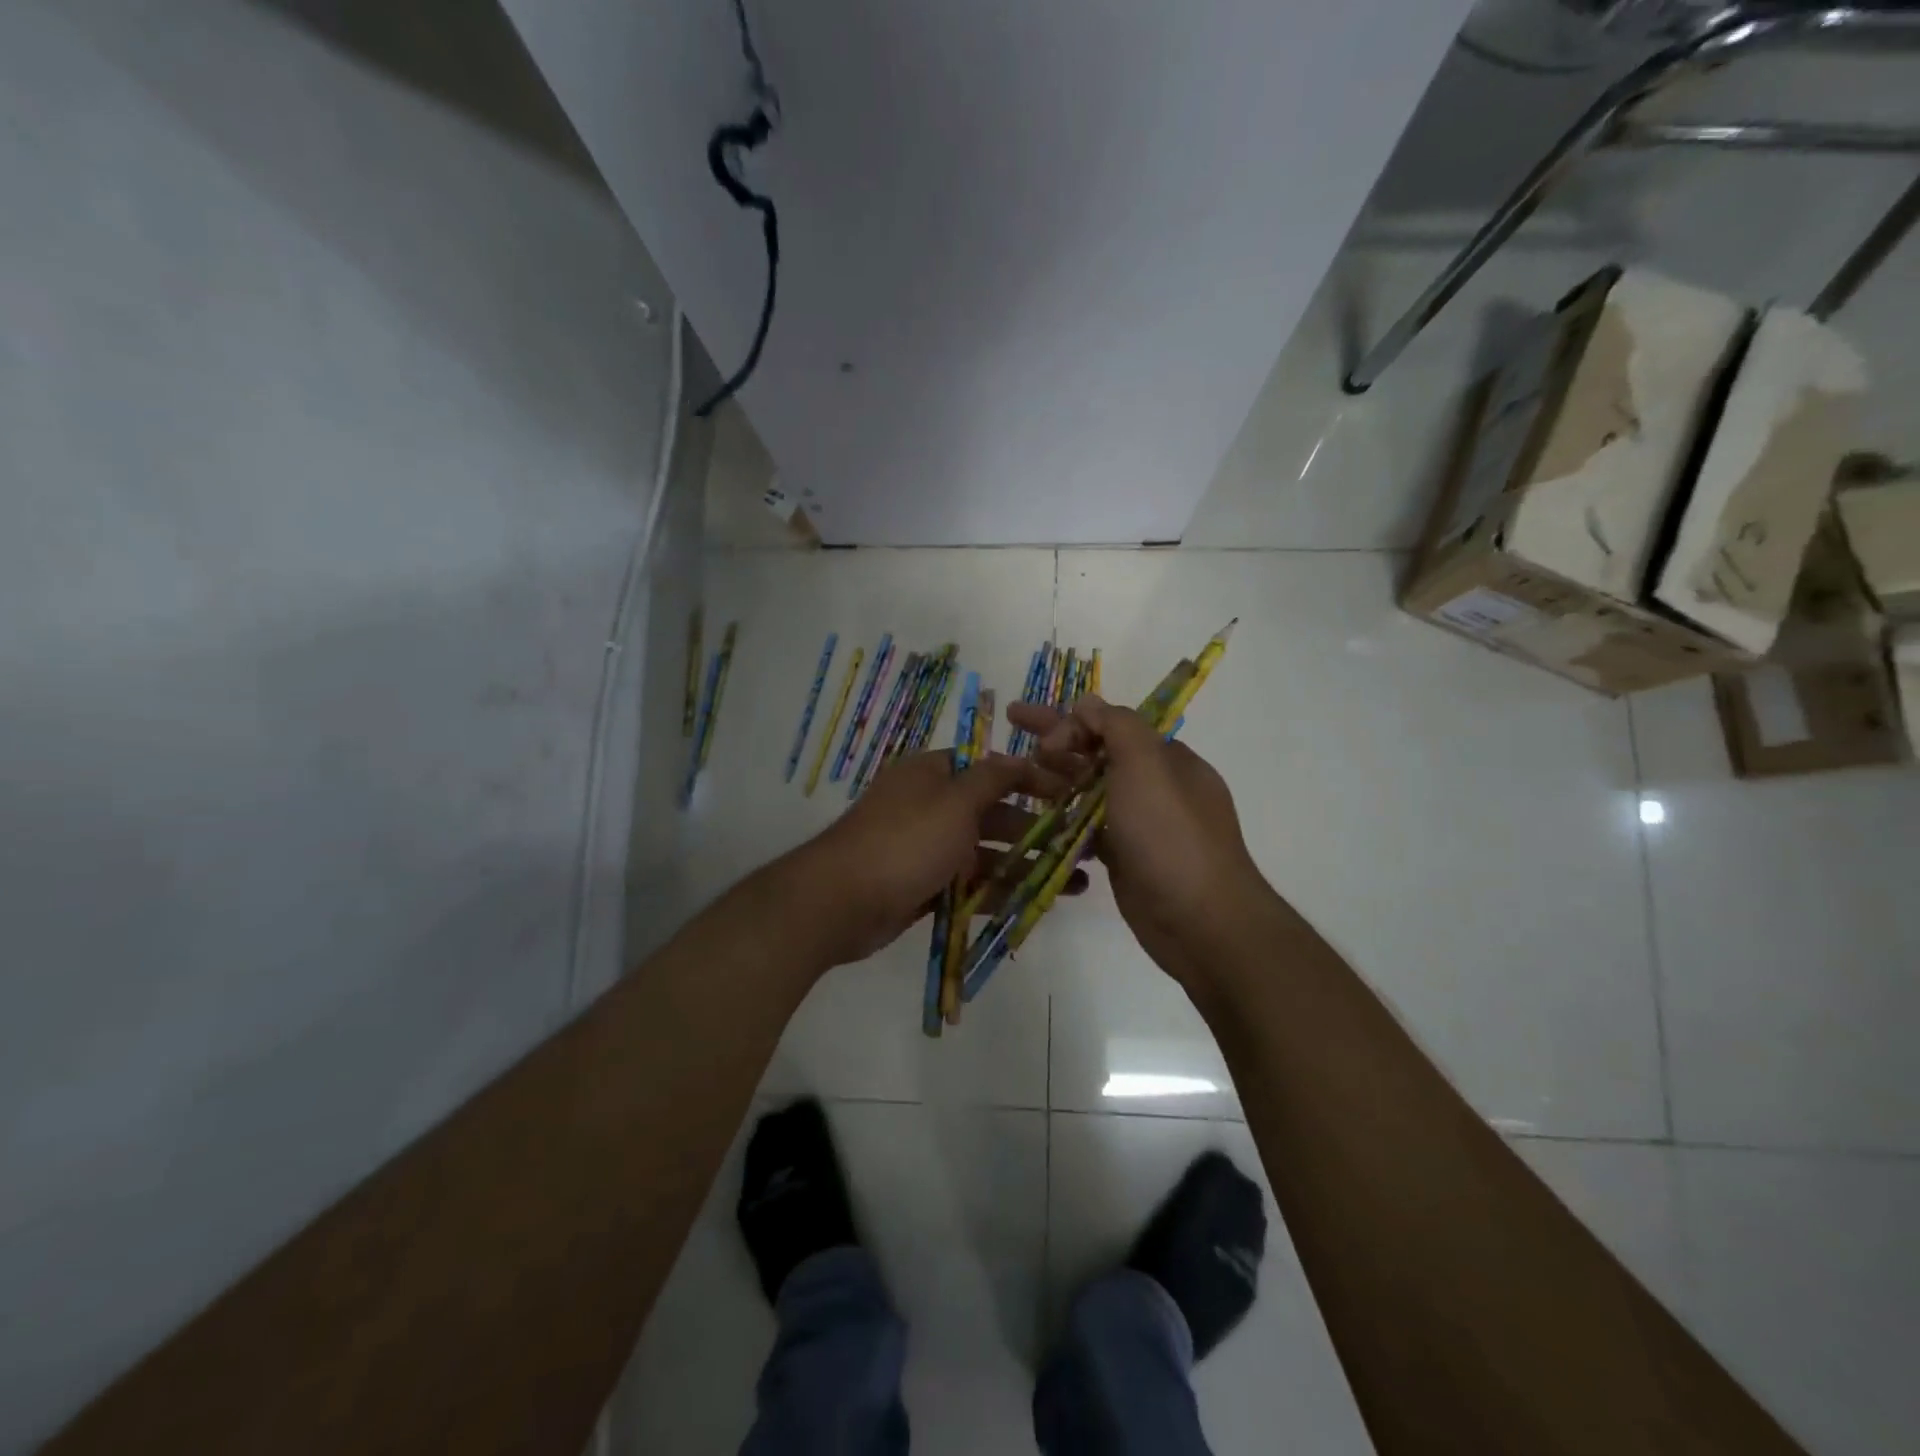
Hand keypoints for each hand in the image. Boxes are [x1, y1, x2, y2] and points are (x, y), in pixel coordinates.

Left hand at [778, 749, 1085, 969]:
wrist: (842, 902)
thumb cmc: (905, 841)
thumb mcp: (955, 801)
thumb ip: (992, 779)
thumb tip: (1018, 757)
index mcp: (933, 775)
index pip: (990, 769)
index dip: (1030, 779)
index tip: (1070, 794)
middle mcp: (931, 806)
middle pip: (992, 813)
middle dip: (1036, 828)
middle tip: (1080, 844)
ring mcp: (927, 849)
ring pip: (986, 852)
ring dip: (1027, 864)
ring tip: (1075, 880)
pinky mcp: (926, 886)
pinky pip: (971, 885)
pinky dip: (1002, 891)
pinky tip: (1039, 900)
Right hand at [1006, 695, 1272, 985]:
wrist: (1200, 920)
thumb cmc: (1171, 836)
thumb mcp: (1147, 765)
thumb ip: (1117, 726)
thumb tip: (1088, 704)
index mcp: (1166, 758)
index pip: (1113, 724)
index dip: (1073, 722)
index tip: (1042, 741)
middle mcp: (1154, 786)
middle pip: (1096, 751)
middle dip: (1055, 737)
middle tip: (1012, 721)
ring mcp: (1140, 824)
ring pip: (1090, 790)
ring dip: (1055, 777)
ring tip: (1015, 775)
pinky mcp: (1125, 857)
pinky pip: (1089, 827)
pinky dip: (1065, 818)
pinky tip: (1036, 817)